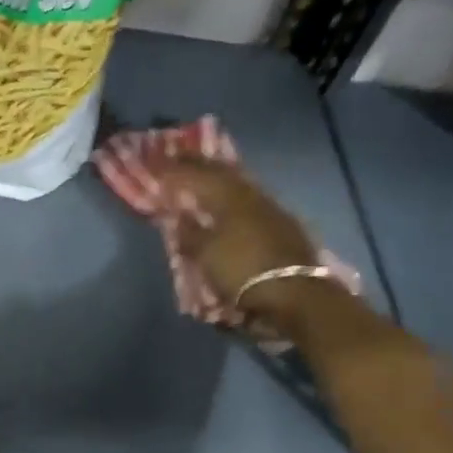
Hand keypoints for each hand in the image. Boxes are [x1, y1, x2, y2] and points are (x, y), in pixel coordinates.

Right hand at [156, 158, 325, 329]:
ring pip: (240, 184)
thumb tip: (180, 217)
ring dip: (219, 177)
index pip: (196, 175)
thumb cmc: (242, 272)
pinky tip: (231, 201)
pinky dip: (235, 196)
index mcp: (228, 197)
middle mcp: (251, 195)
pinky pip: (252, 200)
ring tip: (203, 174)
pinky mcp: (284, 225)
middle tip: (178, 157)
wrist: (295, 295)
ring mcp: (271, 209)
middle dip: (198, 164)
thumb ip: (191, 234)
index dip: (175, 169)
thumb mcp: (206, 256)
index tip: (157, 161)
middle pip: (222, 172)